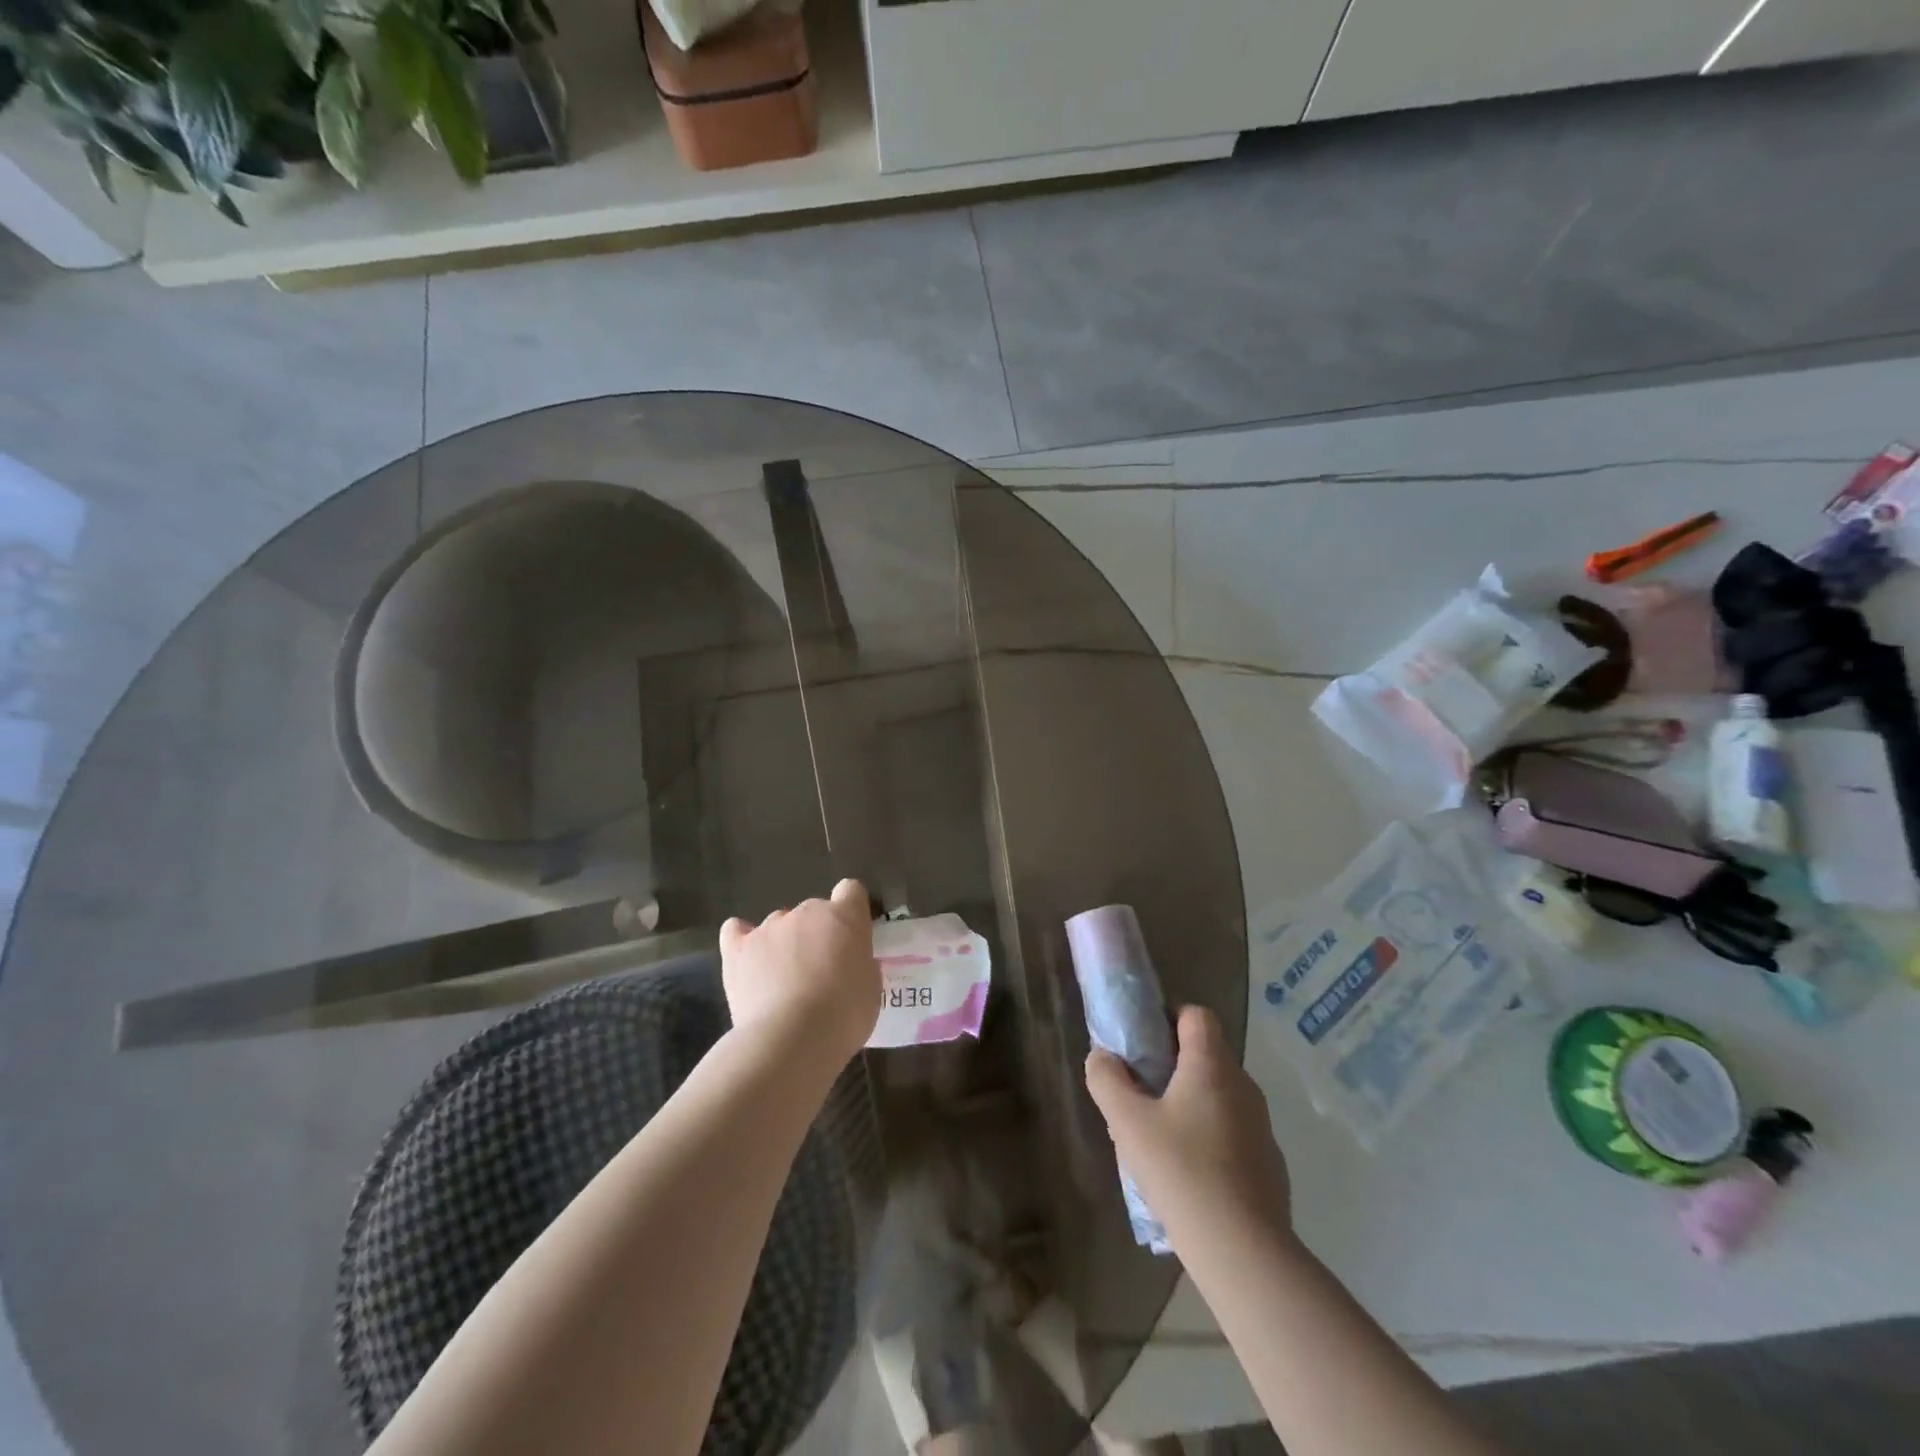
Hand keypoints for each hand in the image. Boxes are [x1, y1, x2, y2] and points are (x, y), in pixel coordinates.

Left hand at [719, 879, 879, 1065]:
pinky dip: (741, 940)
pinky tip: (746, 958)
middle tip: (820, 972)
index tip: (851, 939)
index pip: (851, 891)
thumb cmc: (843, 1015)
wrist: (791, 1039)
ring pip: (779, 924)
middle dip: (817, 934)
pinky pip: (736, 931)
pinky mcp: (737, 949)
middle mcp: (805, 912)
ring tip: (783, 982)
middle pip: (813, 911)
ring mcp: (768, 927)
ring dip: (784, 943)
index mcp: (844, 917)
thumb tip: (846, 961)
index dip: (851, 912)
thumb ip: (859, 962)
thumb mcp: (870, 987)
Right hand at [1085, 1005, 1291, 1240]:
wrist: (1244, 1251)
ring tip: (1159, 1139)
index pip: (1196, 1015)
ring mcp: (1261, 1125)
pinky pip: (1232, 1130)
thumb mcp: (1127, 1123)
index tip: (1143, 1045)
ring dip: (1189, 1103)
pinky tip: (1188, 1174)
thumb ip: (1107, 1080)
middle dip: (1172, 1066)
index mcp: (1211, 1065)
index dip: (1168, 1019)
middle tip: (1141, 1094)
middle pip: (1206, 1054)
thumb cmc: (1181, 1172)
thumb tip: (1102, 1057)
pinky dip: (1210, 1137)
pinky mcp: (1268, 1162)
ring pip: (1218, 1094)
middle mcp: (1243, 1085)